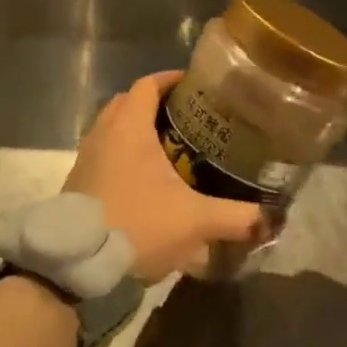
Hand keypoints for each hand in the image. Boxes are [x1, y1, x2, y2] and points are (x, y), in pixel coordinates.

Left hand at [64, 71, 267, 281]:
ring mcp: (86, 158)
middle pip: (129, 102)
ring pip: (113, 128)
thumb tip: (271, 218)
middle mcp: (103, 134)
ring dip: (137, 129)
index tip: (195, 85)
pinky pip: (104, 153)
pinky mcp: (78, 183)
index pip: (148, 84)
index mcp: (129, 128)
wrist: (75, 267)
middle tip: (187, 117)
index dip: (171, 79)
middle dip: (156, 103)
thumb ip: (236, 217)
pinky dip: (123, 154)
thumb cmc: (136, 226)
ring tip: (169, 147)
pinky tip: (144, 179)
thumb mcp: (194, 222)